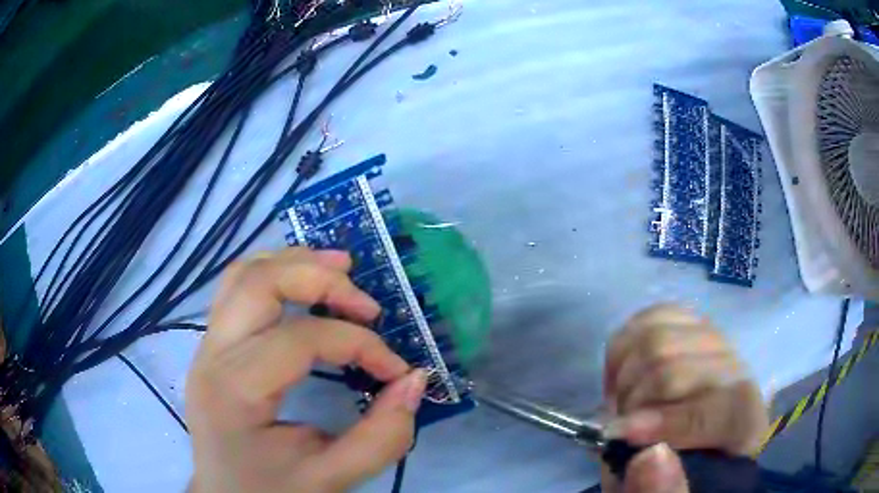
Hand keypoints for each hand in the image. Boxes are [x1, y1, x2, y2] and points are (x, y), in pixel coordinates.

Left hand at [186, 248, 426, 492]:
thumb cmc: (273, 492)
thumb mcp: (332, 478)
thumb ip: (382, 437)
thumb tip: (415, 380)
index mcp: (235, 392)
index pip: (301, 339)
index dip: (360, 345)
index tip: (397, 371)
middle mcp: (211, 355)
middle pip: (260, 283)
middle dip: (321, 279)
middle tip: (367, 304)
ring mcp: (206, 345)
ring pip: (243, 273)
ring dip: (294, 263)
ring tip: (341, 269)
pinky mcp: (211, 346)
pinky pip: (237, 288)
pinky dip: (274, 273)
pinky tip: (302, 283)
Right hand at [601, 304, 768, 492]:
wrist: (690, 452)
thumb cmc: (684, 478)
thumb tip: (650, 456)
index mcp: (743, 425)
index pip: (717, 407)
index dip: (668, 421)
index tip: (620, 436)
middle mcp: (738, 374)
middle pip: (677, 365)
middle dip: (632, 400)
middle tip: (618, 428)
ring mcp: (717, 344)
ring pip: (659, 334)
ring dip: (624, 374)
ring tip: (622, 403)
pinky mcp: (694, 326)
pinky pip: (655, 315)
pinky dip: (627, 343)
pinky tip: (624, 372)